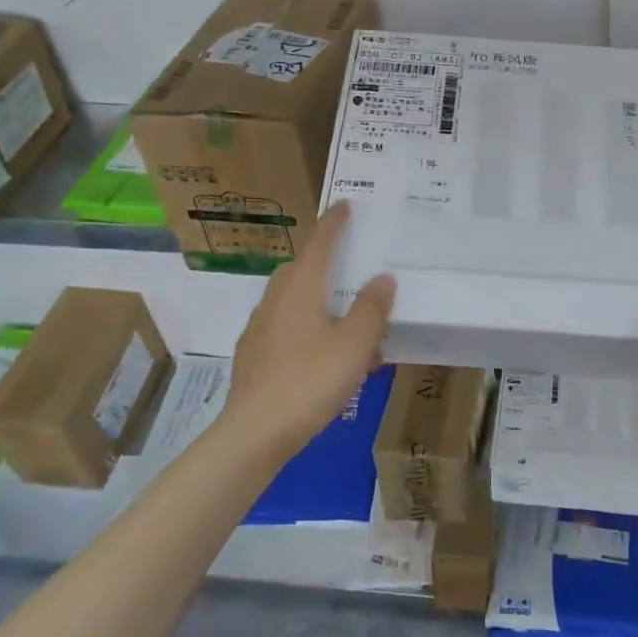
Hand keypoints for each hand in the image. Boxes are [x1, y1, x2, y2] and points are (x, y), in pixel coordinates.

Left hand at [224, 202, 395, 456]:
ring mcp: (260, 329)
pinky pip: (287, 327)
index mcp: (300, 288)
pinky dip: (308, 328)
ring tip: (347, 319)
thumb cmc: (310, 380)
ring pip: (292, 300)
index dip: (334, 223)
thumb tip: (382, 278)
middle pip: (300, 270)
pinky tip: (327, 356)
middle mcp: (275, 300)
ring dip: (317, 299)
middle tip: (351, 267)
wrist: (256, 432)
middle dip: (323, 262)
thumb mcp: (355, 344)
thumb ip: (371, 308)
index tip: (344, 204)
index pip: (319, 244)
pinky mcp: (255, 356)